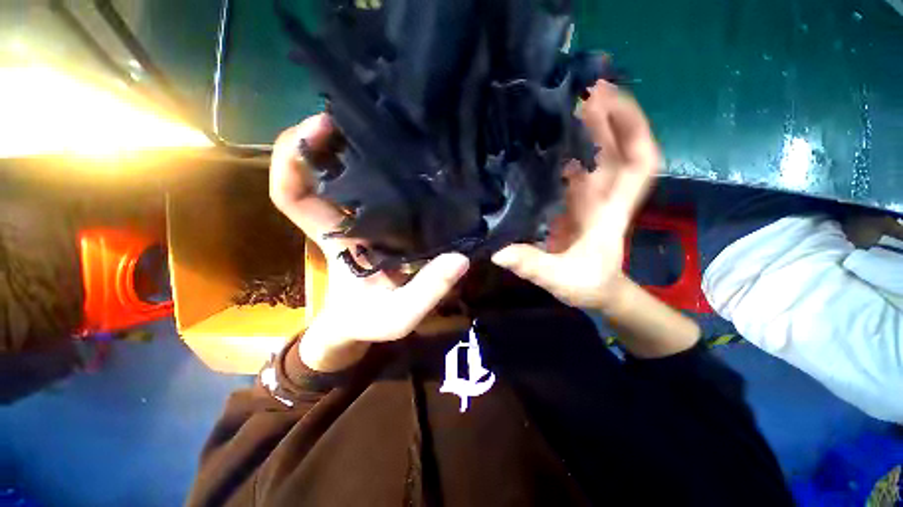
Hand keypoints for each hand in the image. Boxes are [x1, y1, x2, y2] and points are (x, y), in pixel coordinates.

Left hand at [270, 115, 469, 371]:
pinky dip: (382, 167)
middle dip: (326, 137)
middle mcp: (342, 221)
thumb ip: (426, 293)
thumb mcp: (398, 316)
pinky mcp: (379, 221)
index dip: (293, 159)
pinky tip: (408, 156)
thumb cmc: (372, 321)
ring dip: (356, 146)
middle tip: (361, 111)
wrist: (365, 324)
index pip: (293, 195)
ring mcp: (360, 218)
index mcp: (335, 240)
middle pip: (317, 171)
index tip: (319, 126)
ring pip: (346, 173)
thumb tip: (459, 260)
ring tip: (387, 124)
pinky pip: (374, 187)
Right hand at [492, 81, 660, 311]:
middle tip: (570, 86)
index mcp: (609, 210)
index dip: (632, 127)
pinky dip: (560, 151)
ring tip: (551, 103)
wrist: (594, 291)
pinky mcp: (569, 202)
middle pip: (612, 147)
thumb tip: (499, 252)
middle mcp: (601, 195)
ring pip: (590, 154)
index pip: (638, 161)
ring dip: (579, 127)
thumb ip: (534, 266)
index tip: (610, 96)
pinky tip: (538, 139)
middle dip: (600, 114)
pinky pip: (569, 169)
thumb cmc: (587, 285)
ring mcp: (584, 197)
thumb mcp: (562, 279)